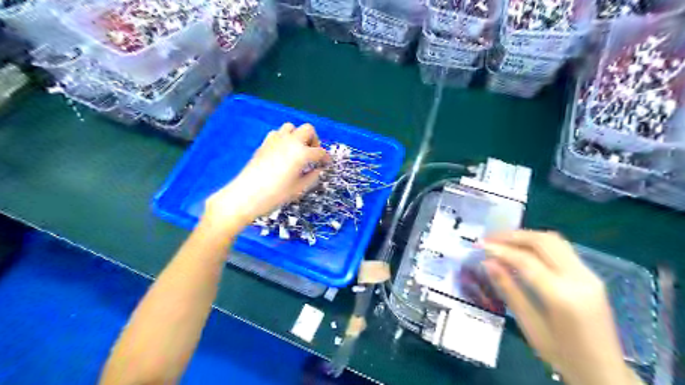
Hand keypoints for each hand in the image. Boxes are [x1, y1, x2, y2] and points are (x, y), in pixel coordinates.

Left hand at [202, 123, 329, 230]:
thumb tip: (319, 169)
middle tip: (312, 154)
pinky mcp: (265, 143)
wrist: (246, 195)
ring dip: (298, 136)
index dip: (326, 158)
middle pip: (308, 130)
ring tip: (298, 151)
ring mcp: (276, 140)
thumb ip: (312, 176)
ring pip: (292, 127)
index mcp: (301, 153)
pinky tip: (283, 152)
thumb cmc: (275, 195)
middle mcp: (290, 141)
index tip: (327, 164)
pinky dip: (284, 138)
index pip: (320, 152)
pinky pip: (278, 133)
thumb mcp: (299, 188)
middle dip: (314, 140)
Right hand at [477, 232, 642, 384]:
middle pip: (543, 242)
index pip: (527, 261)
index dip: (501, 250)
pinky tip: (522, 249)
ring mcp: (589, 275)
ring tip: (502, 240)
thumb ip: (509, 290)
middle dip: (512, 236)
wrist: (605, 373)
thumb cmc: (562, 355)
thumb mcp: (530, 325)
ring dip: (525, 236)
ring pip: (554, 240)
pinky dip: (538, 243)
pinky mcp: (591, 275)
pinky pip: (561, 249)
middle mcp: (580, 278)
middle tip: (489, 239)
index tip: (480, 245)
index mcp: (563, 296)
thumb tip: (488, 263)